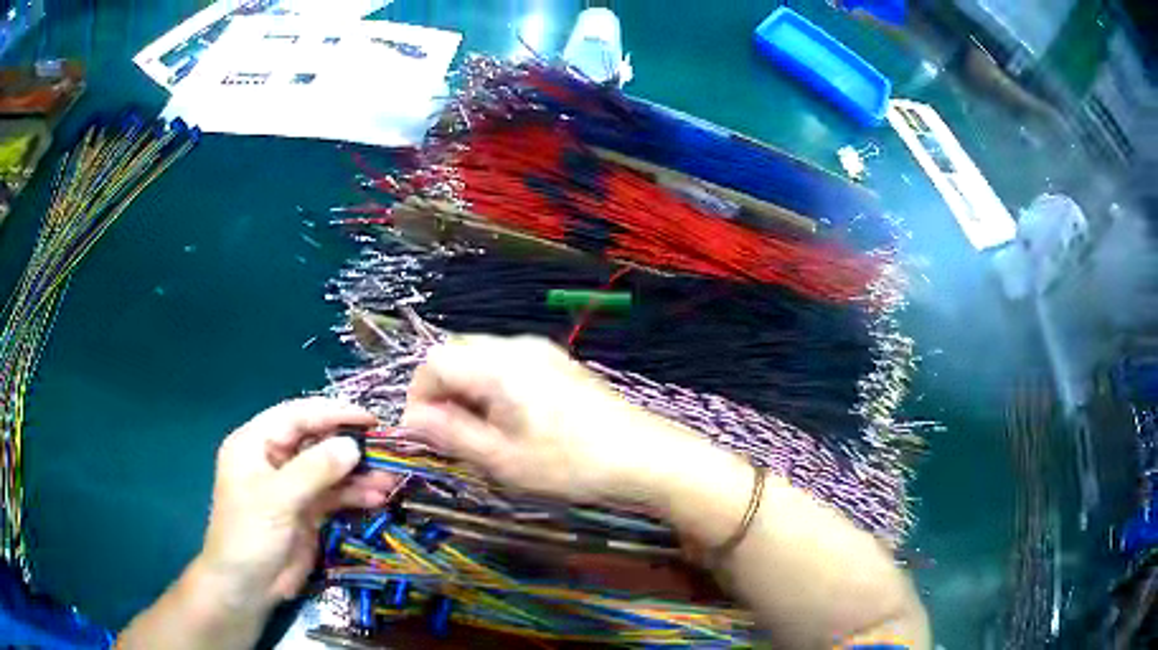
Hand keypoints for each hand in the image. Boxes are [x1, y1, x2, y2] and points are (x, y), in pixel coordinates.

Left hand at [198, 397, 398, 607]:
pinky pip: (335, 495)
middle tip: (385, 449)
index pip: (296, 416)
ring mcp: (292, 486)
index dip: (332, 413)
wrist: (248, 587)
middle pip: (316, 440)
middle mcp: (274, 458)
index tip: (369, 418)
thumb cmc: (250, 535)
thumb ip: (314, 470)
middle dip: (349, 445)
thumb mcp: (278, 499)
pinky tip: (377, 498)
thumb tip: (353, 446)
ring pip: (329, 469)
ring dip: (358, 474)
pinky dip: (355, 495)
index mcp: (255, 443)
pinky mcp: (307, 510)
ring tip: (389, 479)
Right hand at [402, 335, 696, 505]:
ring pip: (481, 360)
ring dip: (466, 392)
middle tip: (451, 438)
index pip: (433, 362)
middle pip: (456, 355)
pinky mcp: (558, 363)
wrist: (645, 456)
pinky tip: (510, 423)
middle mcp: (516, 345)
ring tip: (480, 435)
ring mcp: (541, 351)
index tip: (424, 436)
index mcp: (497, 364)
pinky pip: (507, 366)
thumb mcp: (502, 459)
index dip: (418, 398)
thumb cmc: (570, 463)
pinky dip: (492, 389)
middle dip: (442, 394)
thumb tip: (409, 420)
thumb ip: (450, 434)